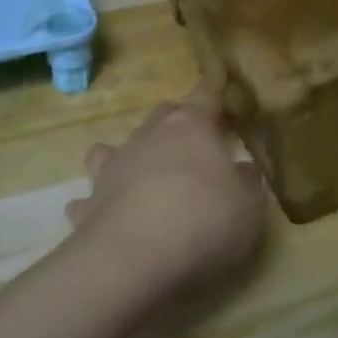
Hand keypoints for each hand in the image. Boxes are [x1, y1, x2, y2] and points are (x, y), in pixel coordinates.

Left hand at [67, 79, 267, 301]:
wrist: (132, 260)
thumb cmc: (202, 221)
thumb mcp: (248, 206)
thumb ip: (247, 183)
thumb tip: (243, 170)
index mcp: (191, 127)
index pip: (206, 94)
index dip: (215, 87)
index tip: (220, 76)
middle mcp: (148, 137)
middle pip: (163, 114)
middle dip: (178, 121)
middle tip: (194, 140)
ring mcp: (113, 168)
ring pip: (115, 147)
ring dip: (129, 155)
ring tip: (140, 172)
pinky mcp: (89, 204)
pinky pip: (89, 197)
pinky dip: (98, 202)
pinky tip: (104, 215)